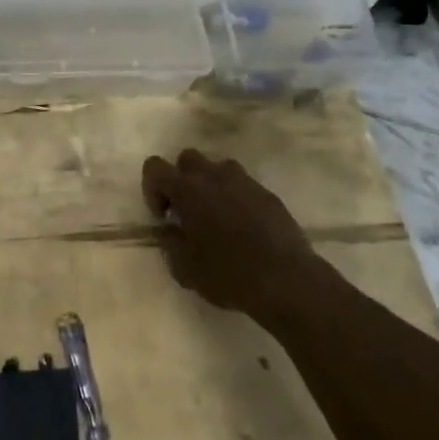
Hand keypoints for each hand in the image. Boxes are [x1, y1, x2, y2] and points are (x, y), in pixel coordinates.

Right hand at [142, 150, 317, 321]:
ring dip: (211, 185)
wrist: (286, 280)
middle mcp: (214, 176)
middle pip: (187, 158)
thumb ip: (170, 242)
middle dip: (182, 179)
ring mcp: (244, 182)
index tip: (163, 216)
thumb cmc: (228, 274)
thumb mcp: (184, 268)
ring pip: (218, 168)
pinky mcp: (268, 194)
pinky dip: (237, 198)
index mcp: (187, 190)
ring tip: (217, 216)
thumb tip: (170, 230)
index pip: (155, 167)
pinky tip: (244, 227)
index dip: (152, 189)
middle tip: (187, 212)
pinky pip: (244, 186)